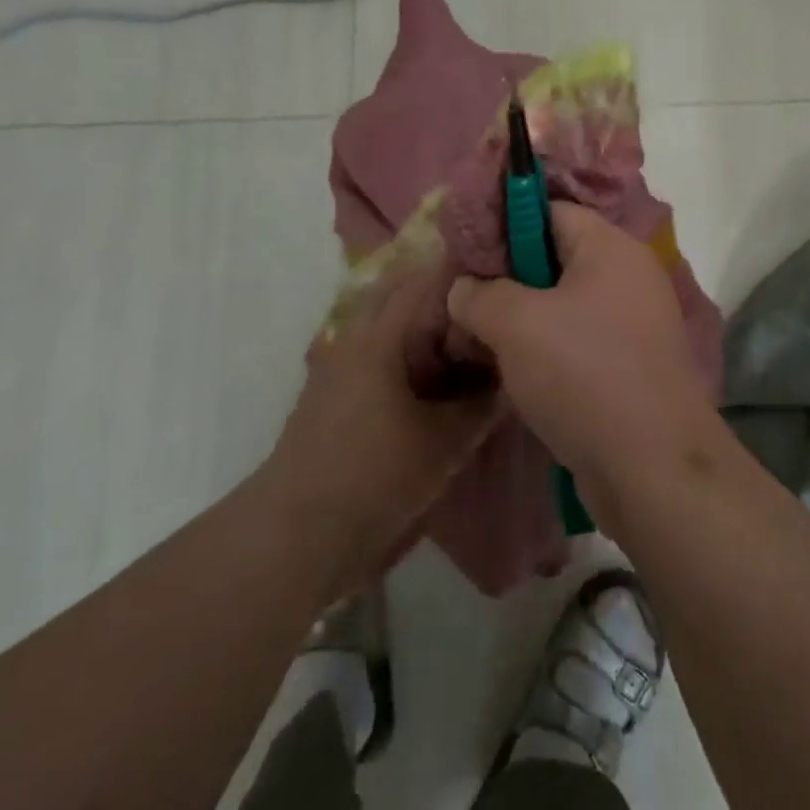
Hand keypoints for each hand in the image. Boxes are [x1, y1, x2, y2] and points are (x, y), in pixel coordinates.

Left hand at [268, 268, 499, 596]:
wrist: (297, 536)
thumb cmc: (374, 477)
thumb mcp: (444, 443)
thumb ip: (482, 405)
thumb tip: (513, 376)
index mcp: (379, 337)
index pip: (424, 282)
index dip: (461, 273)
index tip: (498, 275)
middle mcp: (354, 339)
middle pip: (400, 296)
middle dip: (441, 295)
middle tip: (484, 307)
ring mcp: (337, 366)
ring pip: (386, 325)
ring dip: (422, 325)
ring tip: (466, 339)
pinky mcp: (331, 394)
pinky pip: (375, 353)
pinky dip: (405, 352)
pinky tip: (433, 376)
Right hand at [446, 204, 716, 507]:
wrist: (651, 467)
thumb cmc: (583, 374)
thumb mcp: (516, 324)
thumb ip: (480, 295)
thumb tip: (462, 288)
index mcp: (611, 248)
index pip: (552, 211)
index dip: (505, 224)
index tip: (464, 251)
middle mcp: (629, 277)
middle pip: (556, 258)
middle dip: (507, 278)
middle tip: (463, 298)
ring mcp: (634, 324)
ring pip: (564, 305)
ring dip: (522, 319)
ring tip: (476, 337)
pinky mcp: (631, 366)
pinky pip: (578, 341)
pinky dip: (546, 350)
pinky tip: (511, 371)